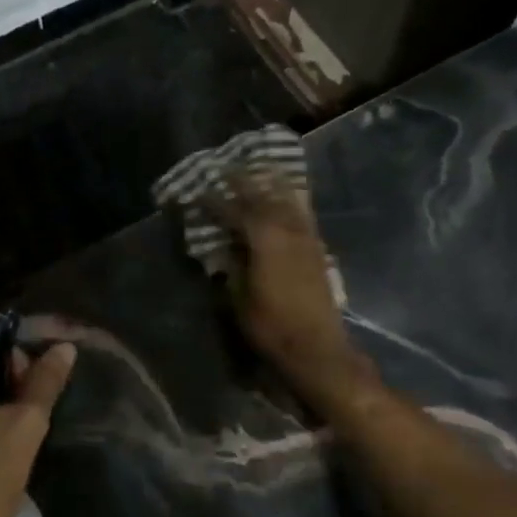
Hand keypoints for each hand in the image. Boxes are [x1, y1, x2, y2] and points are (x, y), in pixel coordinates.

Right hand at [212, 173, 375, 412]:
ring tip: (260, 169)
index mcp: (263, 239)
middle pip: (263, 196)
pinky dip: (293, 199)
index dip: (214, 201)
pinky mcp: (318, 248)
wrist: (317, 348)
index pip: (234, 211)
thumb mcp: (238, 297)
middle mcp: (287, 230)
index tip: (198, 191)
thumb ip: (231, 265)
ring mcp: (306, 237)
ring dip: (272, 184)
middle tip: (226, 168)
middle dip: (243, 182)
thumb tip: (224, 246)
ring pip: (288, 200)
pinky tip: (288, 195)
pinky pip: (303, 213)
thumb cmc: (270, 325)